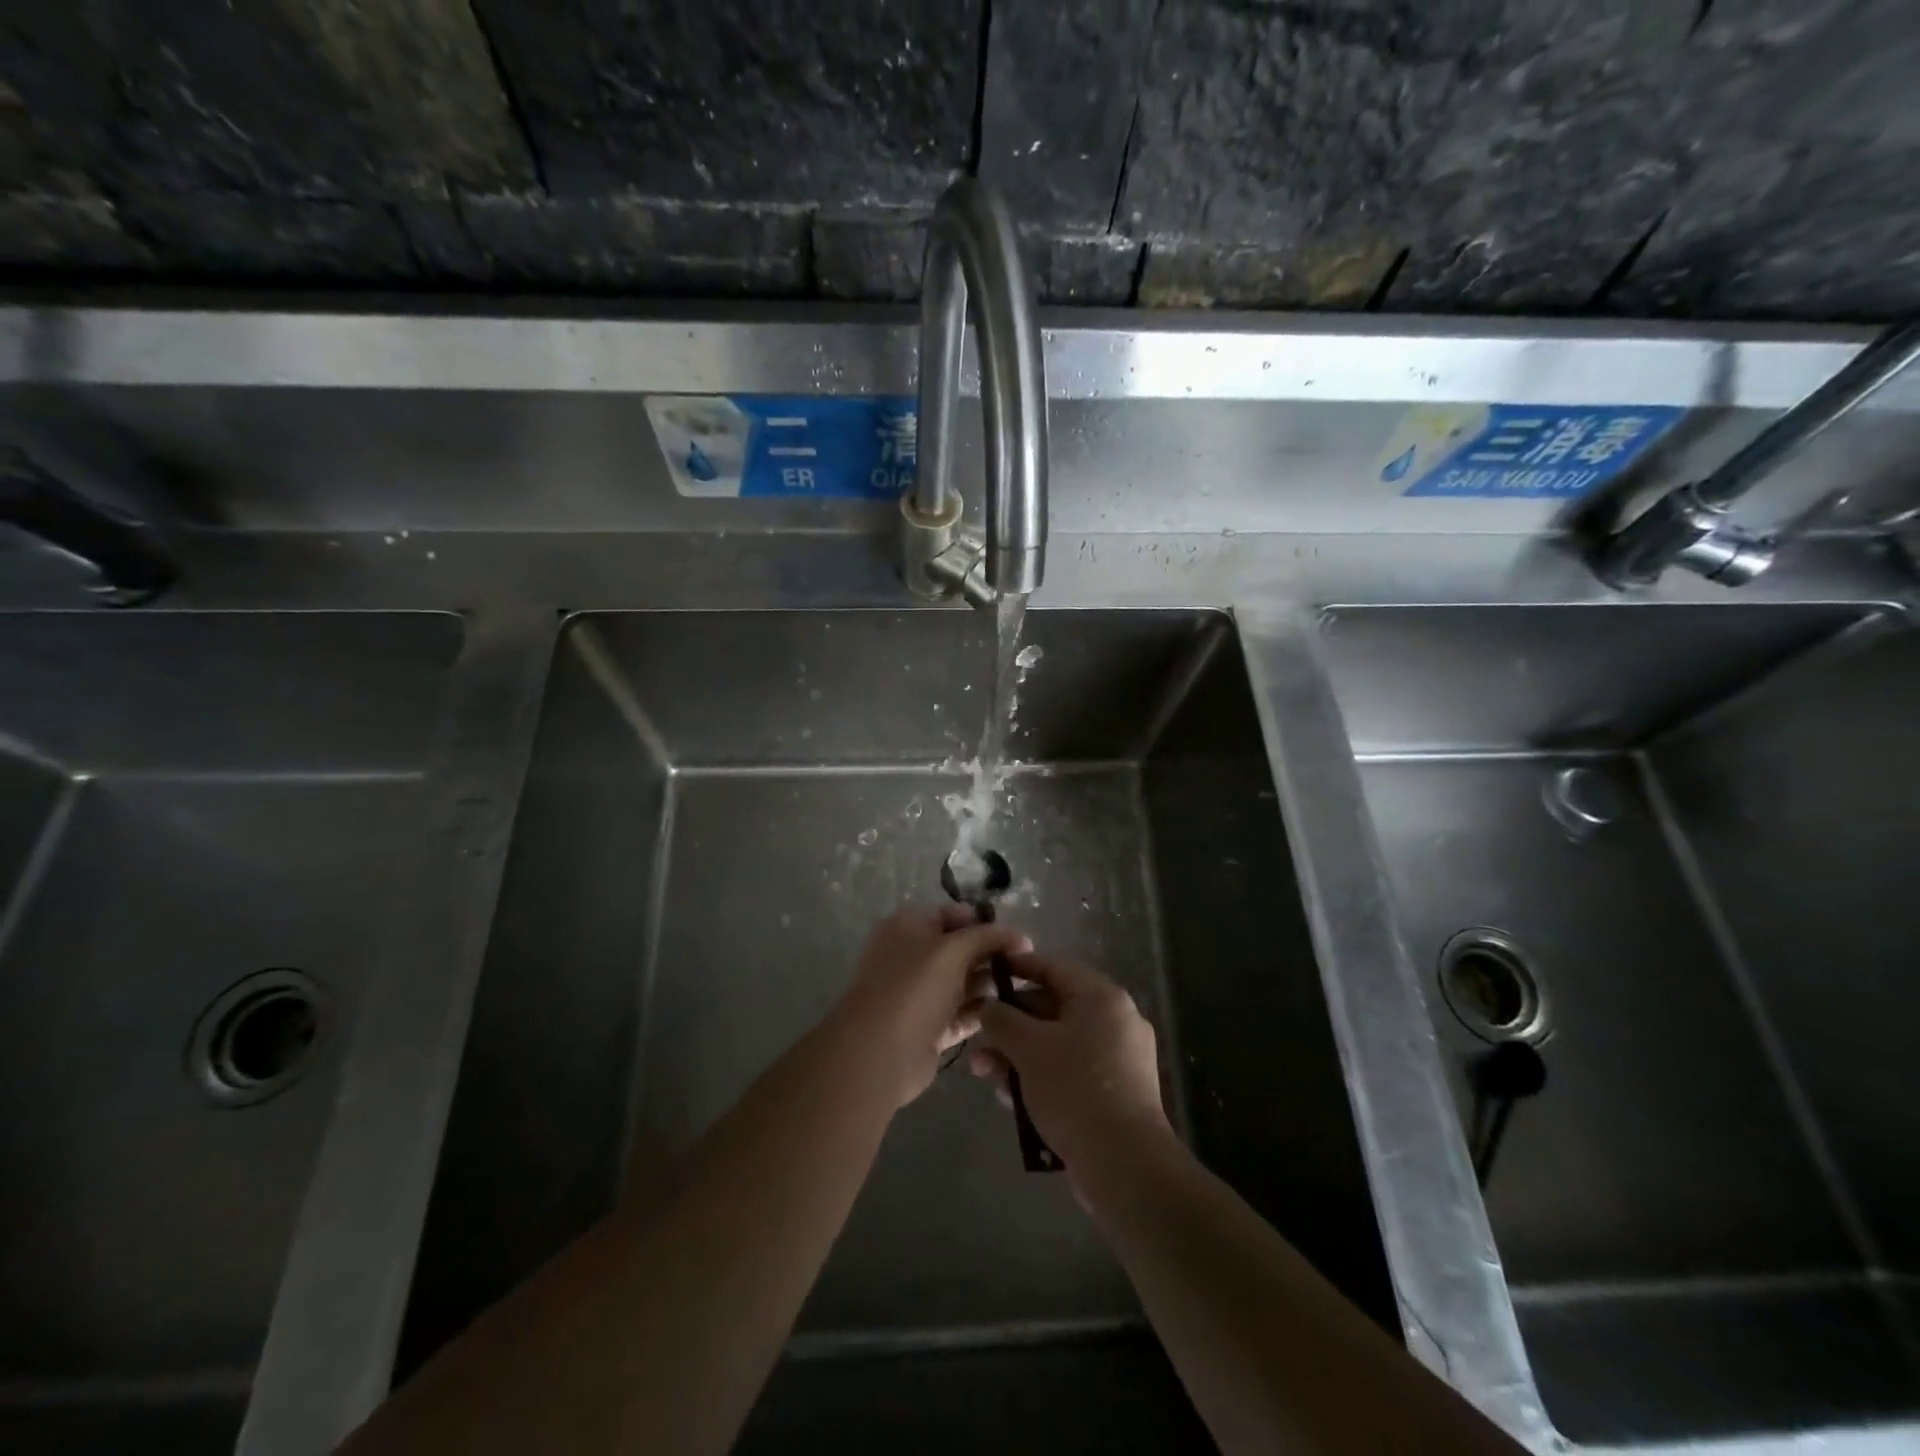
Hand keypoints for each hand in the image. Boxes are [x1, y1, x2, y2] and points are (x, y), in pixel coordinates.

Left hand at [832, 904, 1030, 1108]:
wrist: (879, 1053)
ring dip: (991, 984)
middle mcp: (912, 956)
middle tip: (1028, 965)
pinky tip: (1012, 1014)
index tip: (1018, 937)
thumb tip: (1021, 936)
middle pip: (960, 948)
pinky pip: (962, 1014)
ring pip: (963, 982)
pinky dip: (982, 1013)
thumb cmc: (913, 988)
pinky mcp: (929, 1028)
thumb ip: (988, 937)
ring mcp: (919, 994)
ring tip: (1027, 989)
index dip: (985, 922)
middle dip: (991, 954)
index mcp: (909, 926)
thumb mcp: (953, 950)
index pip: (953, 914)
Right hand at [970, 952, 1168, 1166]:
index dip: (1017, 967)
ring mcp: (1118, 1059)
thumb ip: (1002, 1019)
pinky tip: (1010, 1099)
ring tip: (986, 1075)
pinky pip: (1069, 1071)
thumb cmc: (1074, 1088)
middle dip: (1010, 1026)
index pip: (1053, 967)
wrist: (1124, 1164)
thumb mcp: (1028, 1047)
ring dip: (1019, 1056)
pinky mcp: (1114, 1093)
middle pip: (1052, 1009)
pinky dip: (1040, 1077)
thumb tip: (987, 1006)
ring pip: (1057, 1044)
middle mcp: (1115, 1020)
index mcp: (1101, 997)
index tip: (988, 971)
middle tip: (979, 1040)